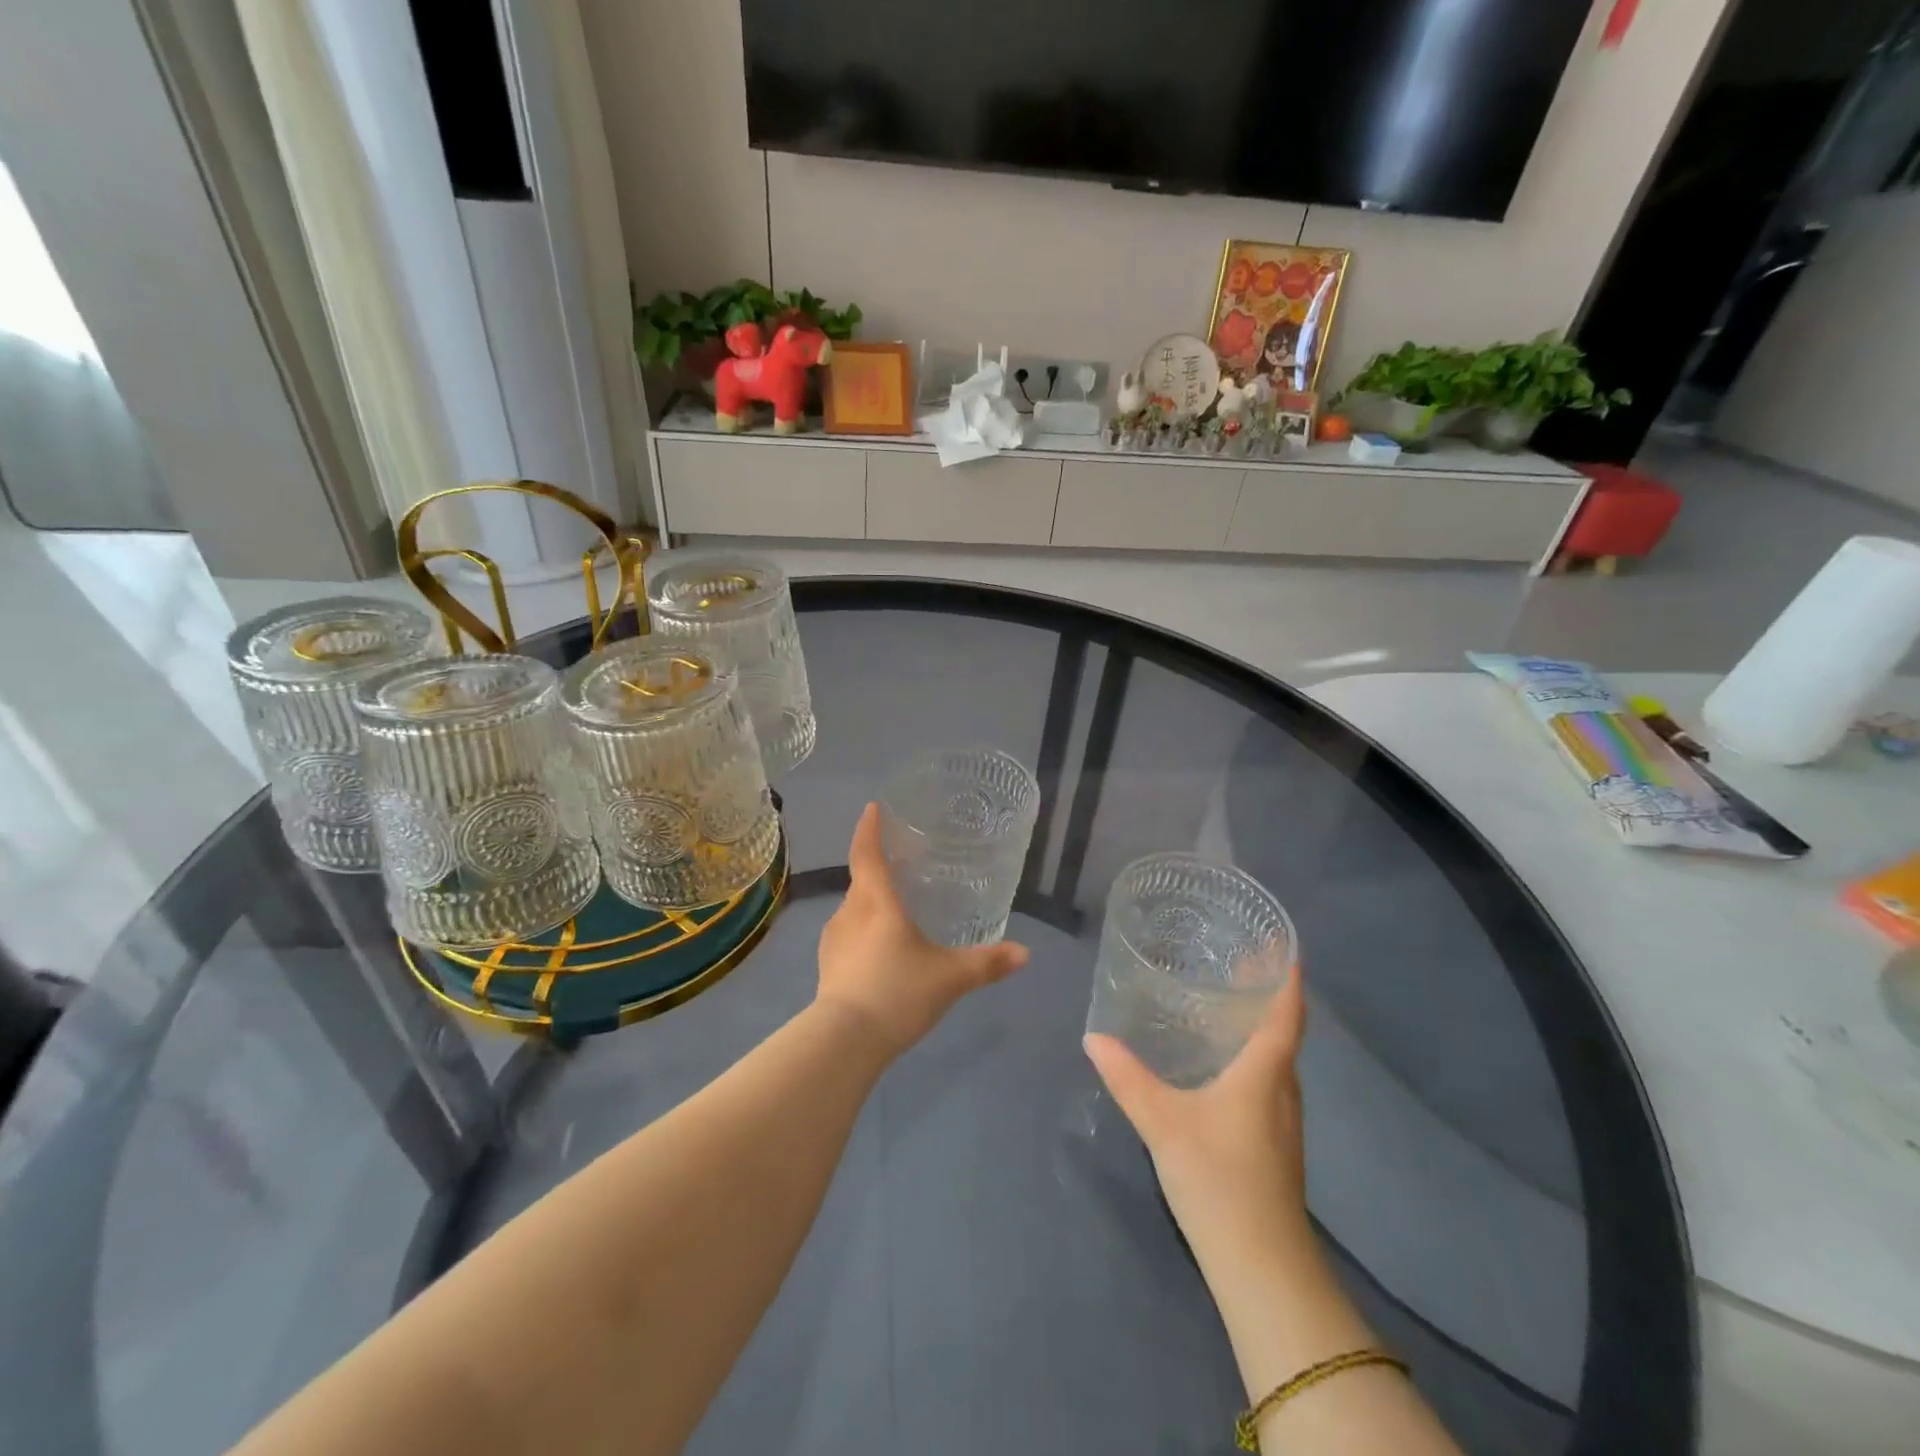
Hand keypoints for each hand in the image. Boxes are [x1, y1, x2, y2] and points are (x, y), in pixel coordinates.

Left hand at [816, 803, 1027, 1057]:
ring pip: (854, 909)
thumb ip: (987, 963)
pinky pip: (848, 935)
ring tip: (896, 911)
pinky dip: (864, 932)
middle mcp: (849, 912)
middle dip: (878, 868)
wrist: (844, 1042)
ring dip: (871, 903)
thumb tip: (1025, 954)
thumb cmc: (898, 992)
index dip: (869, 828)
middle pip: (861, 880)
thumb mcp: (950, 977)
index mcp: (876, 901)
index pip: (866, 852)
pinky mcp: (827, 966)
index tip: (873, 808)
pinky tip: (881, 952)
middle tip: (903, 865)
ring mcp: (833, 940)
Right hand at [1084, 963, 1309, 1261]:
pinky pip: (1268, 1085)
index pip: (1286, 1014)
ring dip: (1261, 1030)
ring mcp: (1283, 1123)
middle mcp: (1282, 1091)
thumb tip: (1093, 1036)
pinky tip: (1223, 1068)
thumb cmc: (1218, 1178)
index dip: (1286, 979)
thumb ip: (1127, 1077)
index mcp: (1264, 1073)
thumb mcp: (1163, 1122)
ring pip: (1277, 1062)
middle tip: (1238, 963)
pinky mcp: (1275, 1147)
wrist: (1262, 1266)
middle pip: (1284, 1033)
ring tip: (1227, 1007)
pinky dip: (1253, 1060)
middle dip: (1267, 997)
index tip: (1281, 946)